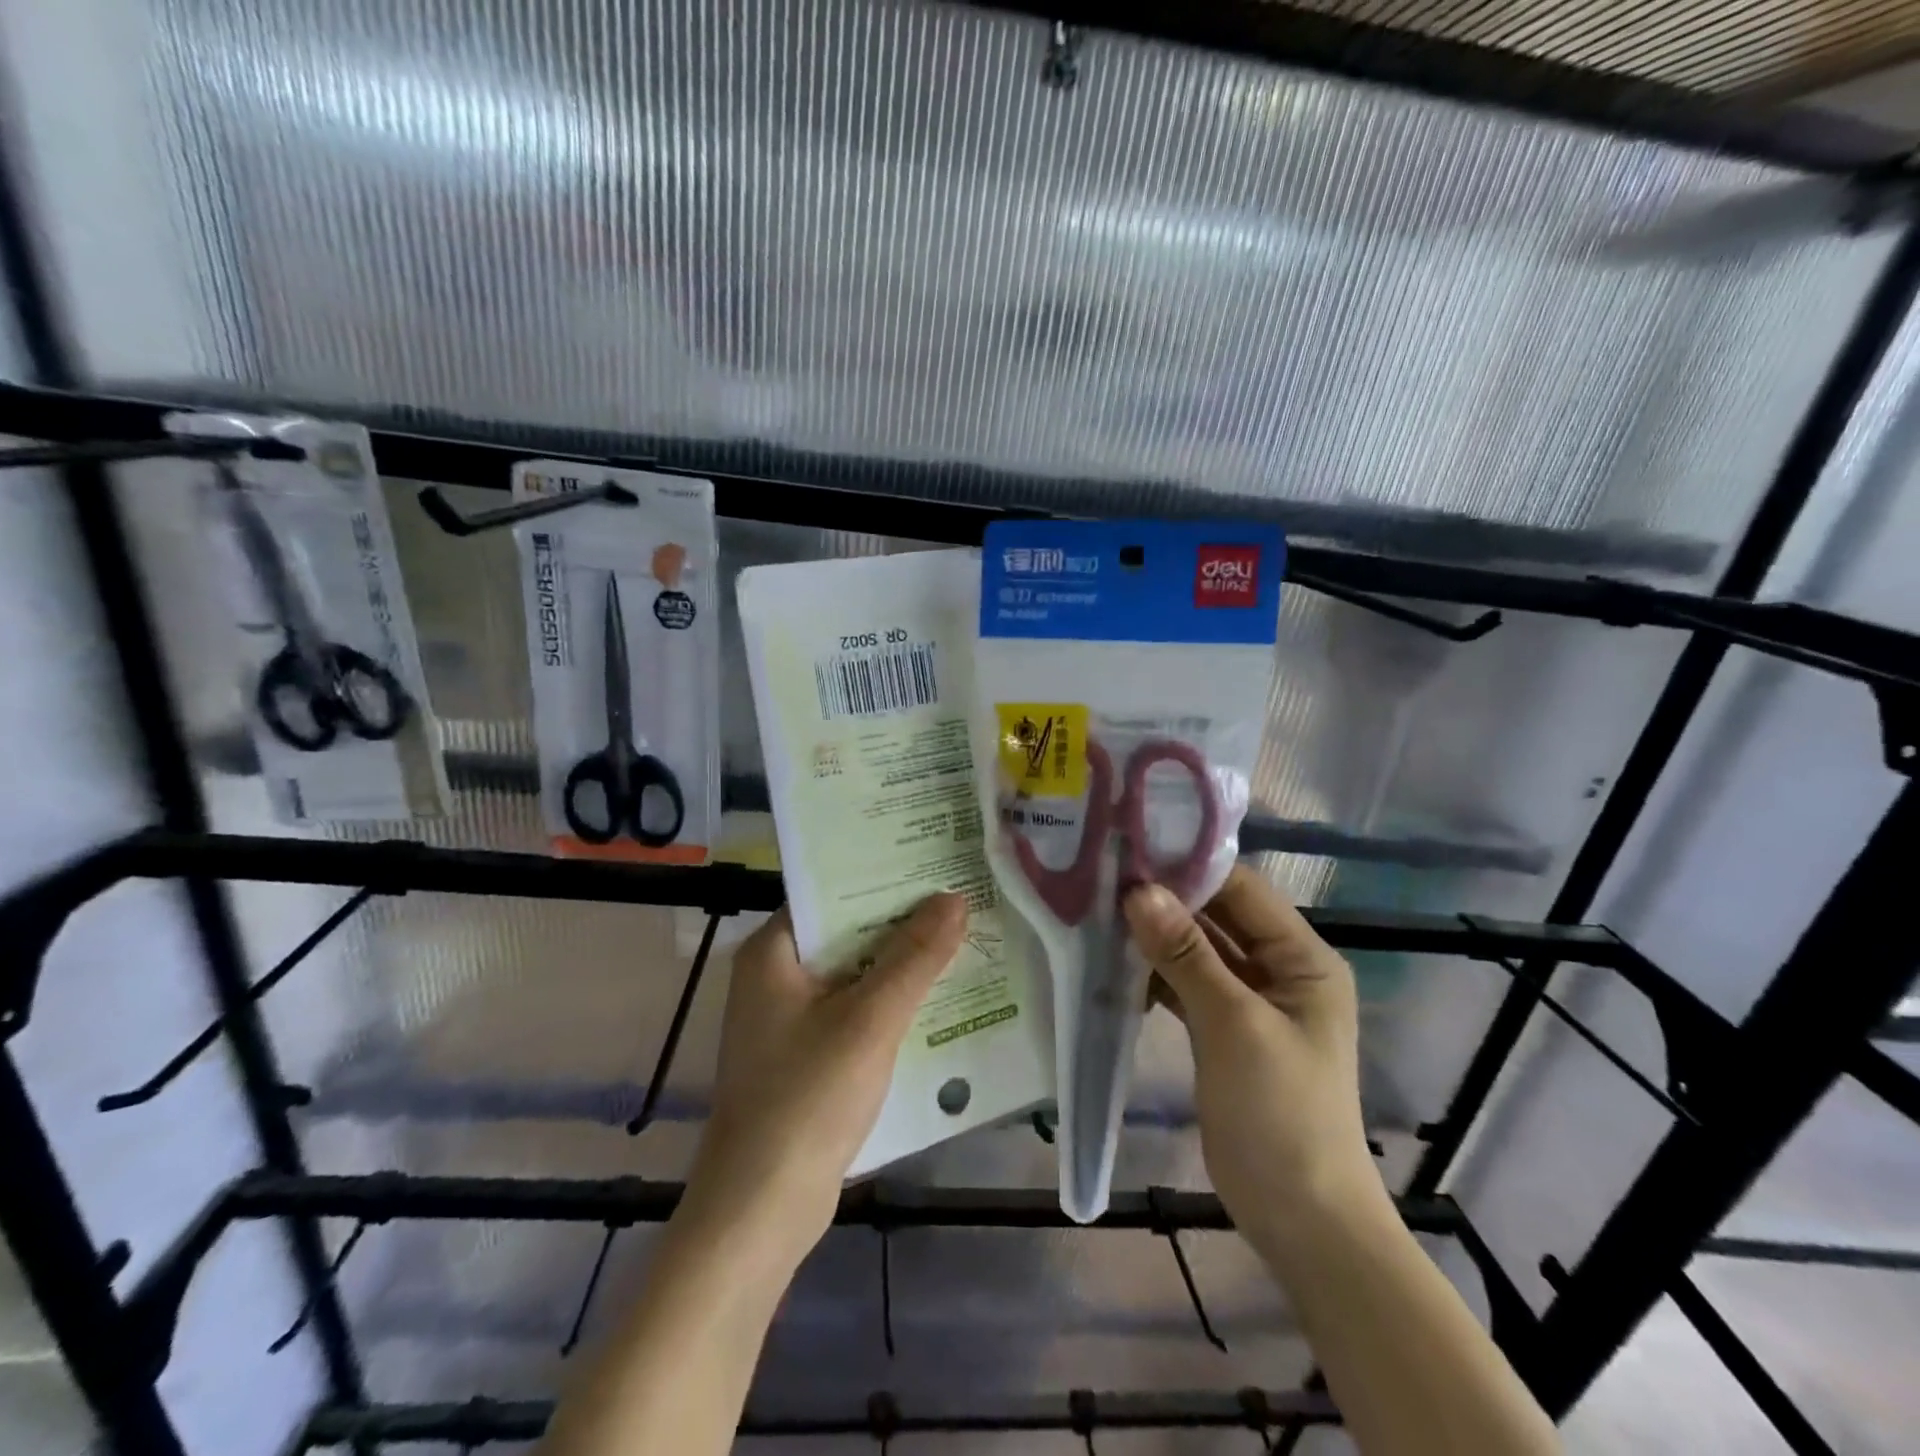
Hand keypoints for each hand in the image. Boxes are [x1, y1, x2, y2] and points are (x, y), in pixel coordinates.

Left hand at [678, 894, 967, 1273]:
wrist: (759, 1211)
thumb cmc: (807, 1099)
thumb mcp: (869, 1020)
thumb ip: (914, 957)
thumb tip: (955, 898)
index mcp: (772, 952)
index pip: (832, 893)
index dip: (883, 877)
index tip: (935, 862)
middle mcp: (774, 976)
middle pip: (847, 933)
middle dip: (902, 922)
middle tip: (961, 897)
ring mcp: (788, 1019)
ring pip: (855, 974)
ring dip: (901, 965)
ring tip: (963, 937)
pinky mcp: (805, 1056)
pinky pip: (854, 1011)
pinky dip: (890, 1004)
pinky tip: (938, 999)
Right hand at [1123, 867, 1381, 1257]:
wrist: (1301, 1219)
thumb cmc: (1281, 1113)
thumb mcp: (1234, 1025)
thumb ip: (1187, 954)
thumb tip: (1140, 891)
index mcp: (1303, 958)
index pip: (1243, 891)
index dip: (1190, 870)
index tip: (1131, 852)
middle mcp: (1279, 969)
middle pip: (1218, 918)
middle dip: (1166, 901)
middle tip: (1103, 877)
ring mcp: (1249, 1001)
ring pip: (1197, 951)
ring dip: (1156, 937)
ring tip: (1098, 912)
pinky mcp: (1223, 1030)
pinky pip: (1186, 985)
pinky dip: (1155, 974)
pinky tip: (1114, 963)